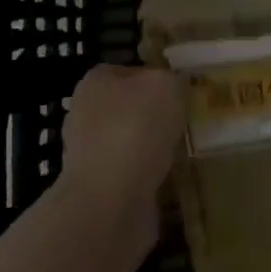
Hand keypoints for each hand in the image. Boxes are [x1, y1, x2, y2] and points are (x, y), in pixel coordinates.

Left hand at [57, 65, 186, 249]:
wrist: (110, 201)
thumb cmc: (136, 128)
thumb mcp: (166, 85)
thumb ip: (171, 79)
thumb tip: (172, 88)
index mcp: (95, 83)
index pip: (128, 71)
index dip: (155, 78)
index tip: (180, 92)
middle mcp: (85, 115)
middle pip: (127, 108)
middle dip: (154, 116)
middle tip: (185, 122)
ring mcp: (88, 155)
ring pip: (130, 142)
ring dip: (152, 148)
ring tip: (182, 151)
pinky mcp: (98, 189)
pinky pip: (131, 175)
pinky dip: (149, 176)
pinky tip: (169, 178)